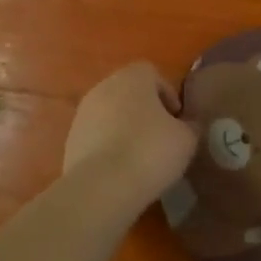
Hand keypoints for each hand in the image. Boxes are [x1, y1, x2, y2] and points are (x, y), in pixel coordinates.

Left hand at [63, 62, 197, 214]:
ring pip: (111, 114)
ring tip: (141, 156)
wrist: (102, 187)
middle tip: (161, 136)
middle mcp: (103, 87)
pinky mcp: (71, 140)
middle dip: (145, 111)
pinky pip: (97, 136)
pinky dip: (109, 146)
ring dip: (125, 128)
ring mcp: (82, 114)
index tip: (177, 119)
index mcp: (132, 78)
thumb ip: (189, 126)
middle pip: (129, 92)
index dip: (168, 94)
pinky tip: (121, 169)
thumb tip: (186, 125)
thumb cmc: (150, 152)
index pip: (152, 73)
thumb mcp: (186, 139)